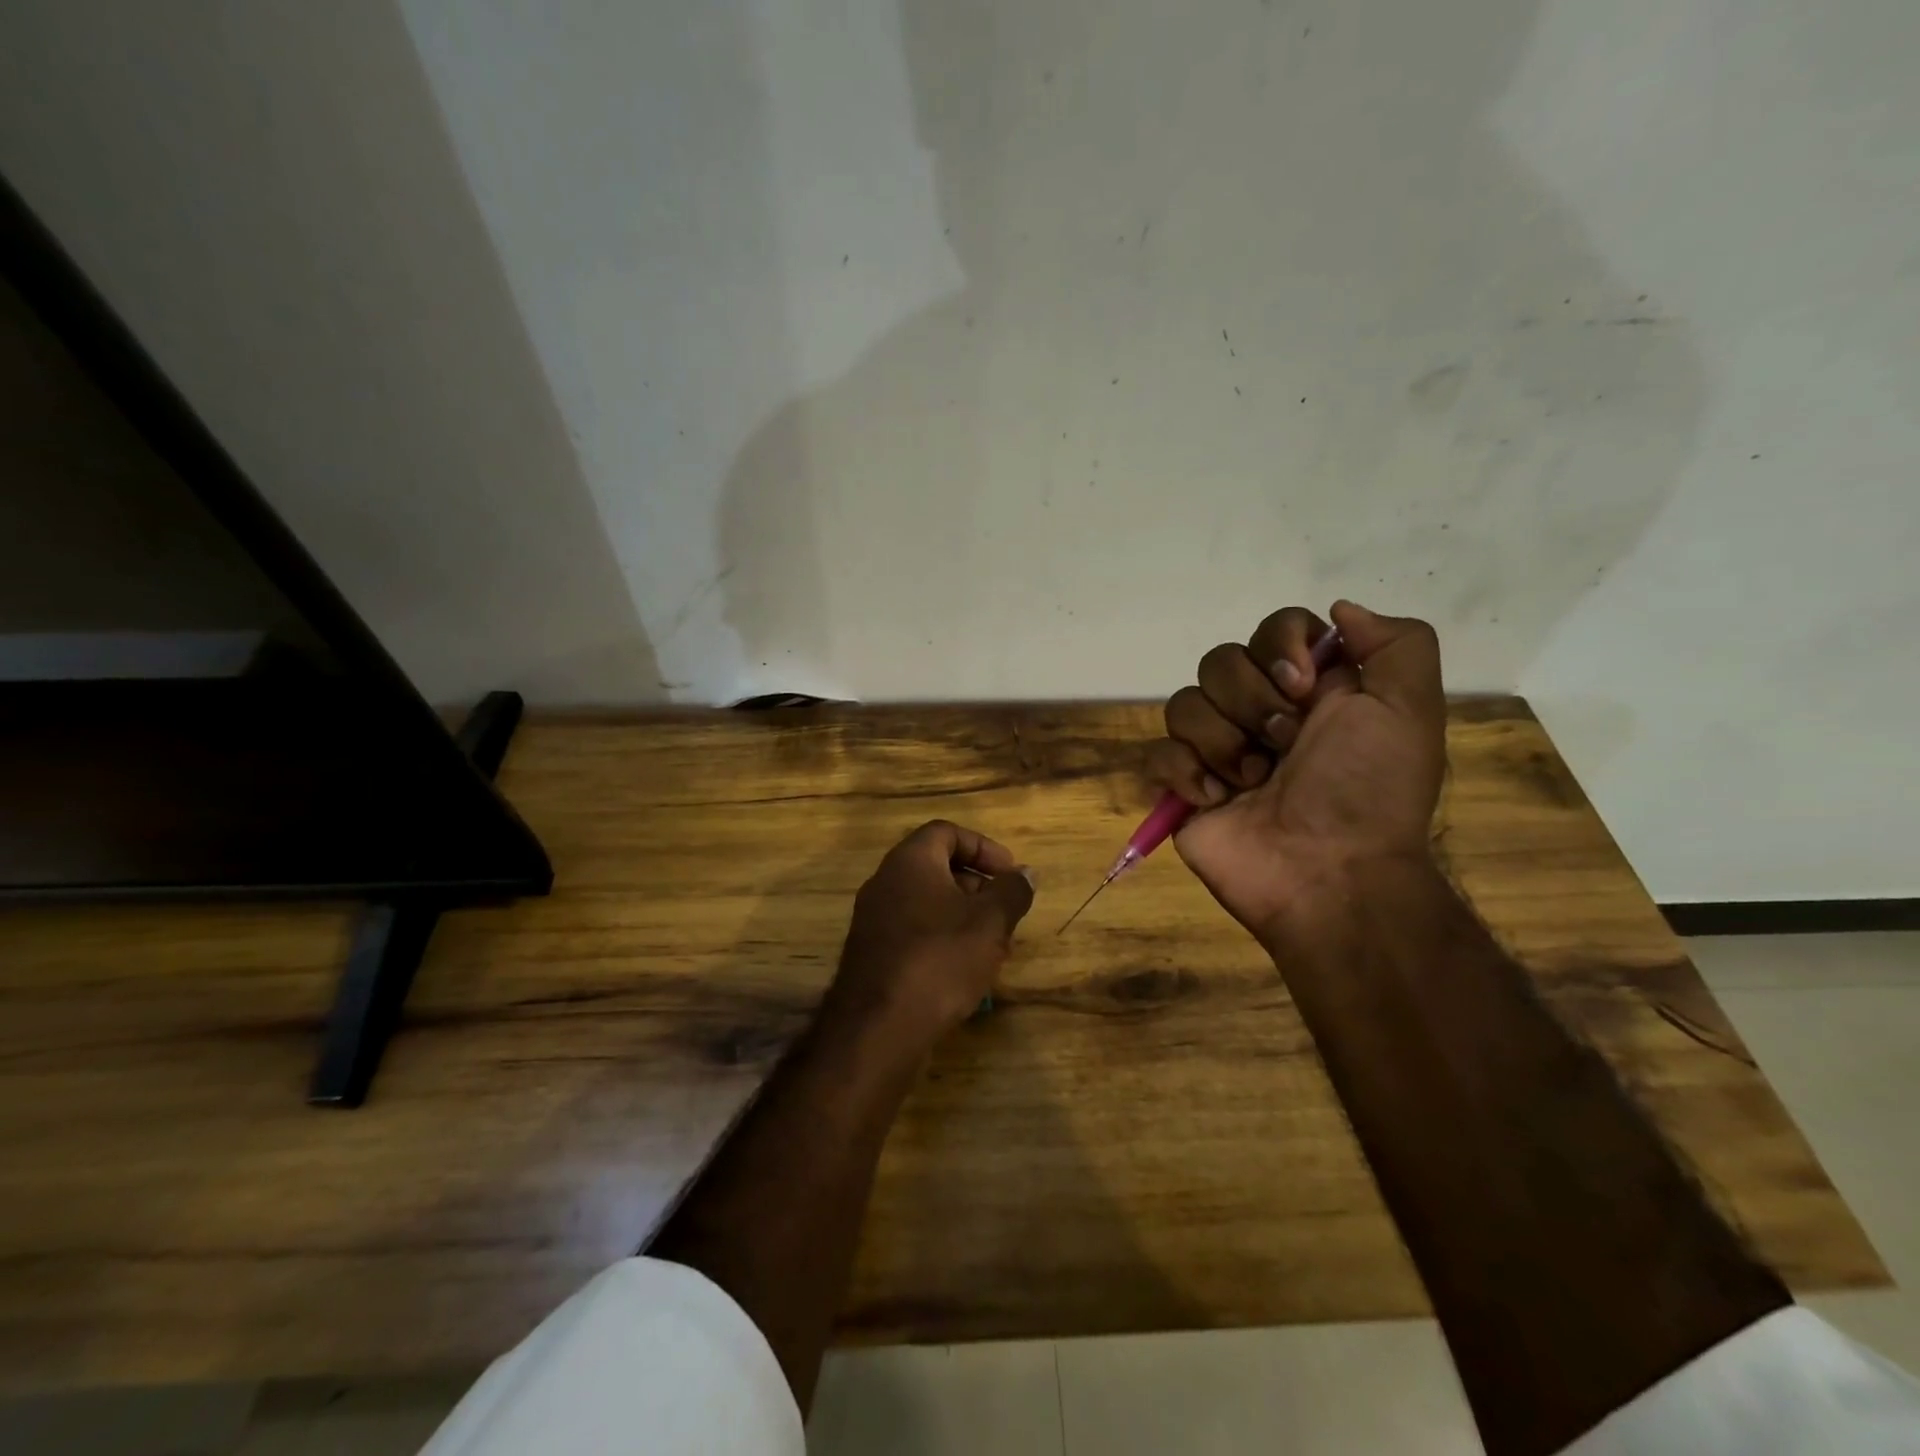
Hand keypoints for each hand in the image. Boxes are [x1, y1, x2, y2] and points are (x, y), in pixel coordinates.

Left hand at [825, 820, 1034, 1052]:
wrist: (878, 1027)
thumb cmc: (940, 959)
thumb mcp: (990, 923)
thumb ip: (1012, 892)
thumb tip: (1026, 874)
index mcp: (909, 861)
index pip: (946, 832)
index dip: (983, 847)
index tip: (1009, 873)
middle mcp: (885, 882)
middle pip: (936, 868)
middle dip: (977, 887)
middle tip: (1006, 912)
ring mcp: (873, 919)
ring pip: (927, 903)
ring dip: (963, 917)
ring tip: (994, 947)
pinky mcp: (872, 954)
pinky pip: (913, 932)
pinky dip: (942, 940)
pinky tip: (965, 972)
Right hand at [1147, 600, 1446, 936]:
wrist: (1330, 874)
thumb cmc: (1369, 791)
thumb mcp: (1410, 710)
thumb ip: (1396, 643)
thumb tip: (1338, 611)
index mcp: (1309, 690)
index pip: (1274, 627)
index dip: (1279, 646)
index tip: (1302, 687)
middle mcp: (1259, 712)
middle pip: (1219, 661)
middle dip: (1251, 703)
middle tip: (1285, 746)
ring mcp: (1217, 750)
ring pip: (1182, 704)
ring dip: (1222, 743)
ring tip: (1253, 781)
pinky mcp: (1183, 787)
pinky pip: (1158, 753)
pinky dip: (1185, 774)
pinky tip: (1218, 801)